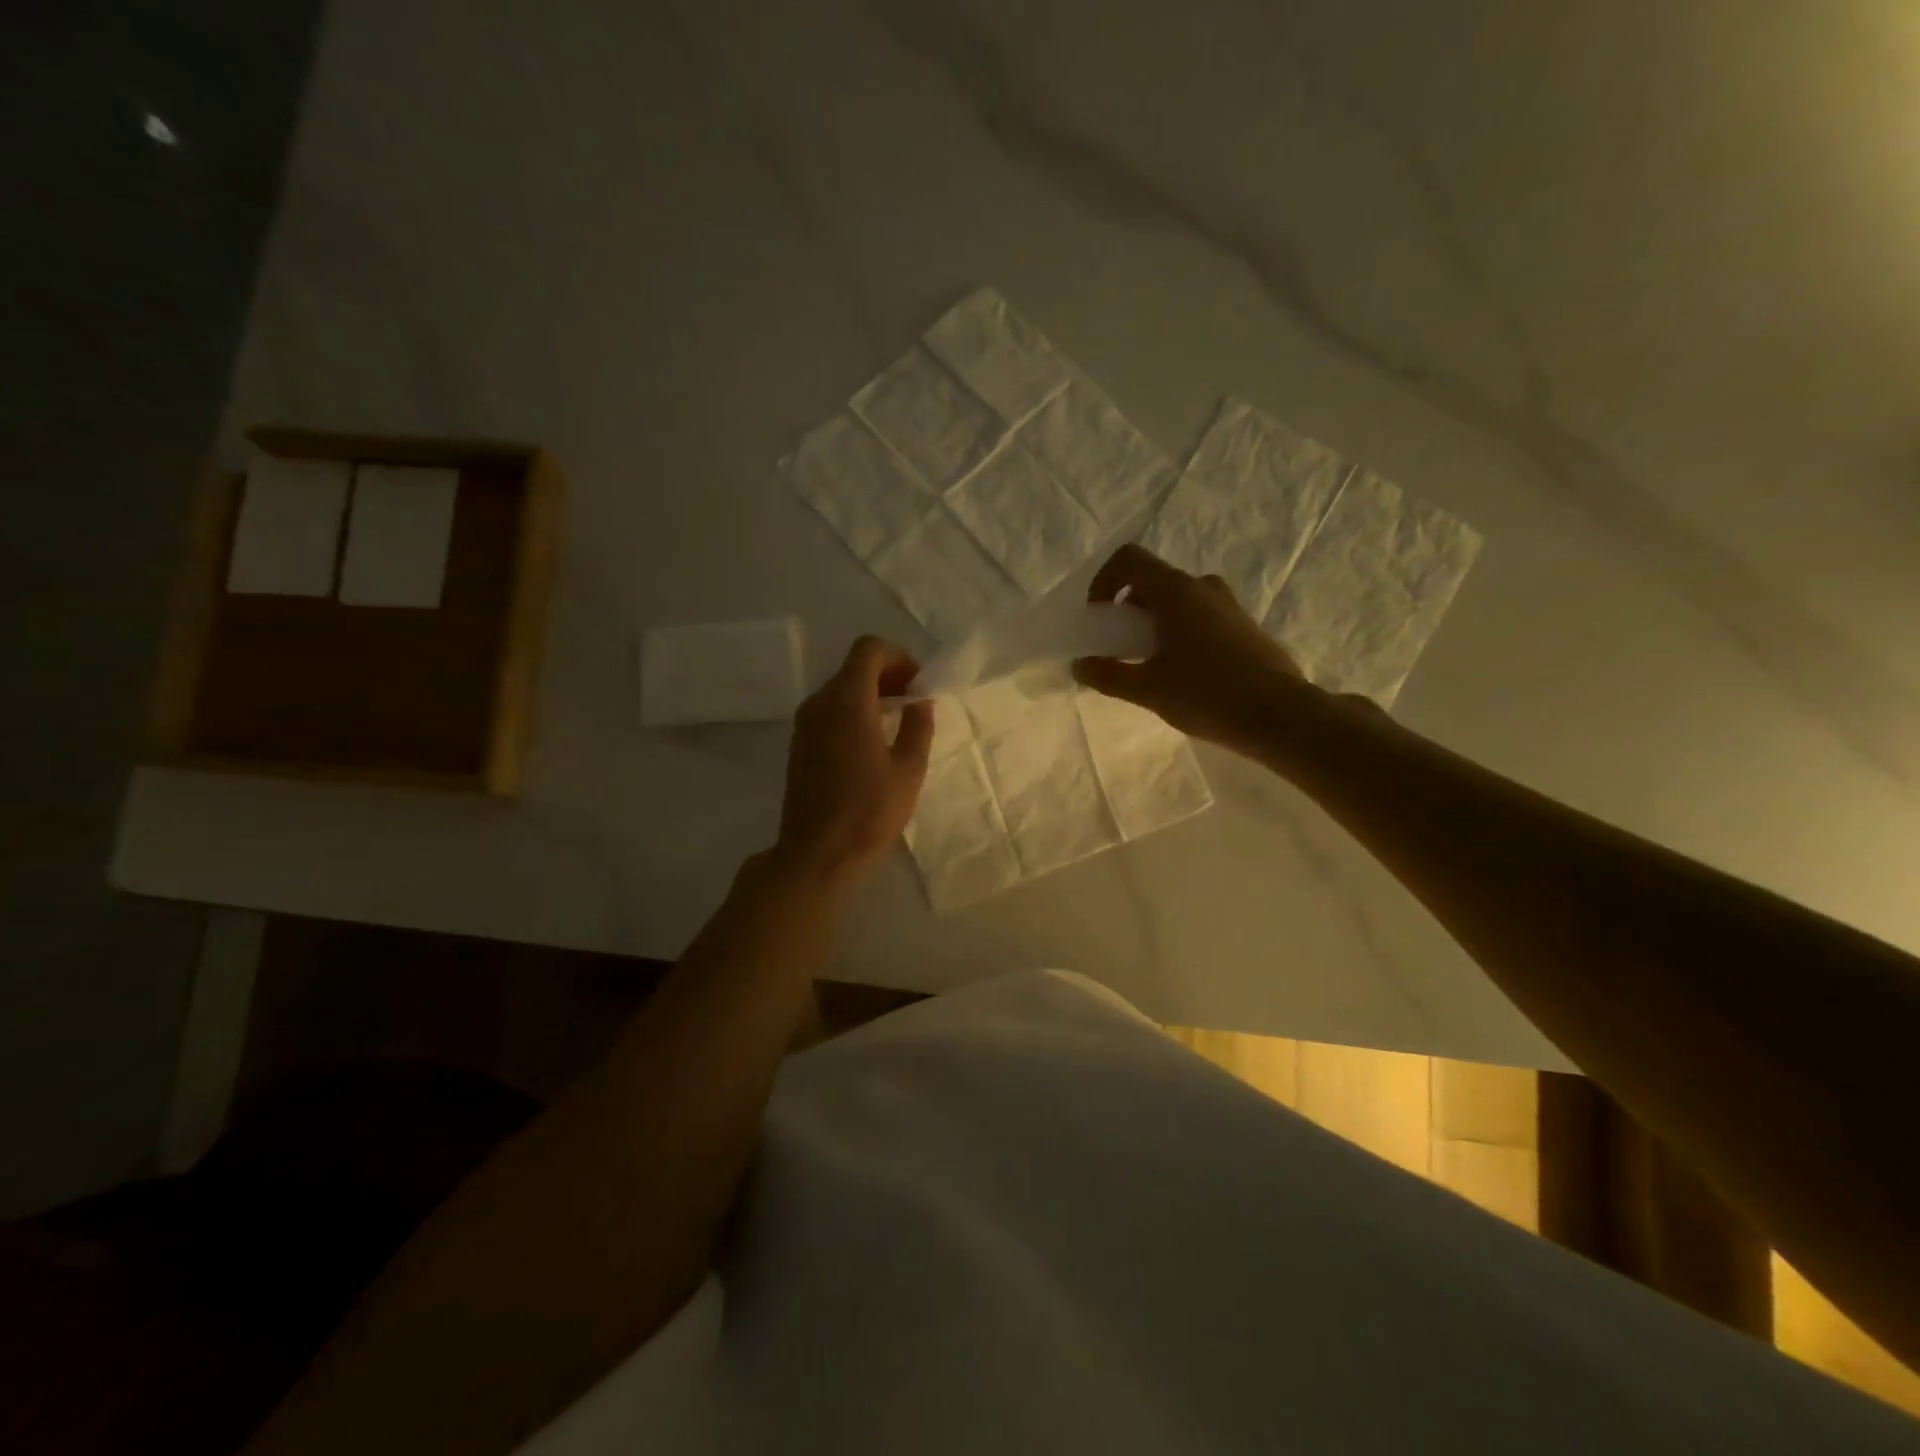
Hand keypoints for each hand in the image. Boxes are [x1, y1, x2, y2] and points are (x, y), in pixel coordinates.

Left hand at [775, 636, 933, 887]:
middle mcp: (820, 702)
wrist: (816, 853)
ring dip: (870, 695)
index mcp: (848, 700)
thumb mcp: (909, 770)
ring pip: (840, 689)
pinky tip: (871, 744)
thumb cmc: (868, 811)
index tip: (918, 684)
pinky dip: (853, 712)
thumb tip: (920, 703)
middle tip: (914, 702)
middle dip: (887, 675)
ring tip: (897, 724)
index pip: (868, 649)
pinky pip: (828, 711)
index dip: (898, 657)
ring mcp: (804, 724)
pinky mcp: (798, 744)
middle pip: (853, 667)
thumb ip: (919, 727)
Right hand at [1072, 545, 1309, 756]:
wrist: (1280, 716)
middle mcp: (1203, 587)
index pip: (1129, 559)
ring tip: (1149, 665)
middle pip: (1152, 581)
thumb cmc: (1208, 695)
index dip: (1104, 581)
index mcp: (1176, 591)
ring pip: (1177, 600)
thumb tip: (1080, 665)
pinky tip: (1181, 674)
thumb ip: (1109, 674)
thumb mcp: (1148, 689)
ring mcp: (1228, 605)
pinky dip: (1178, 632)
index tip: (1100, 618)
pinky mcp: (1243, 626)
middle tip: (1120, 648)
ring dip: (1153, 623)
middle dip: (1127, 610)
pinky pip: (1199, 616)